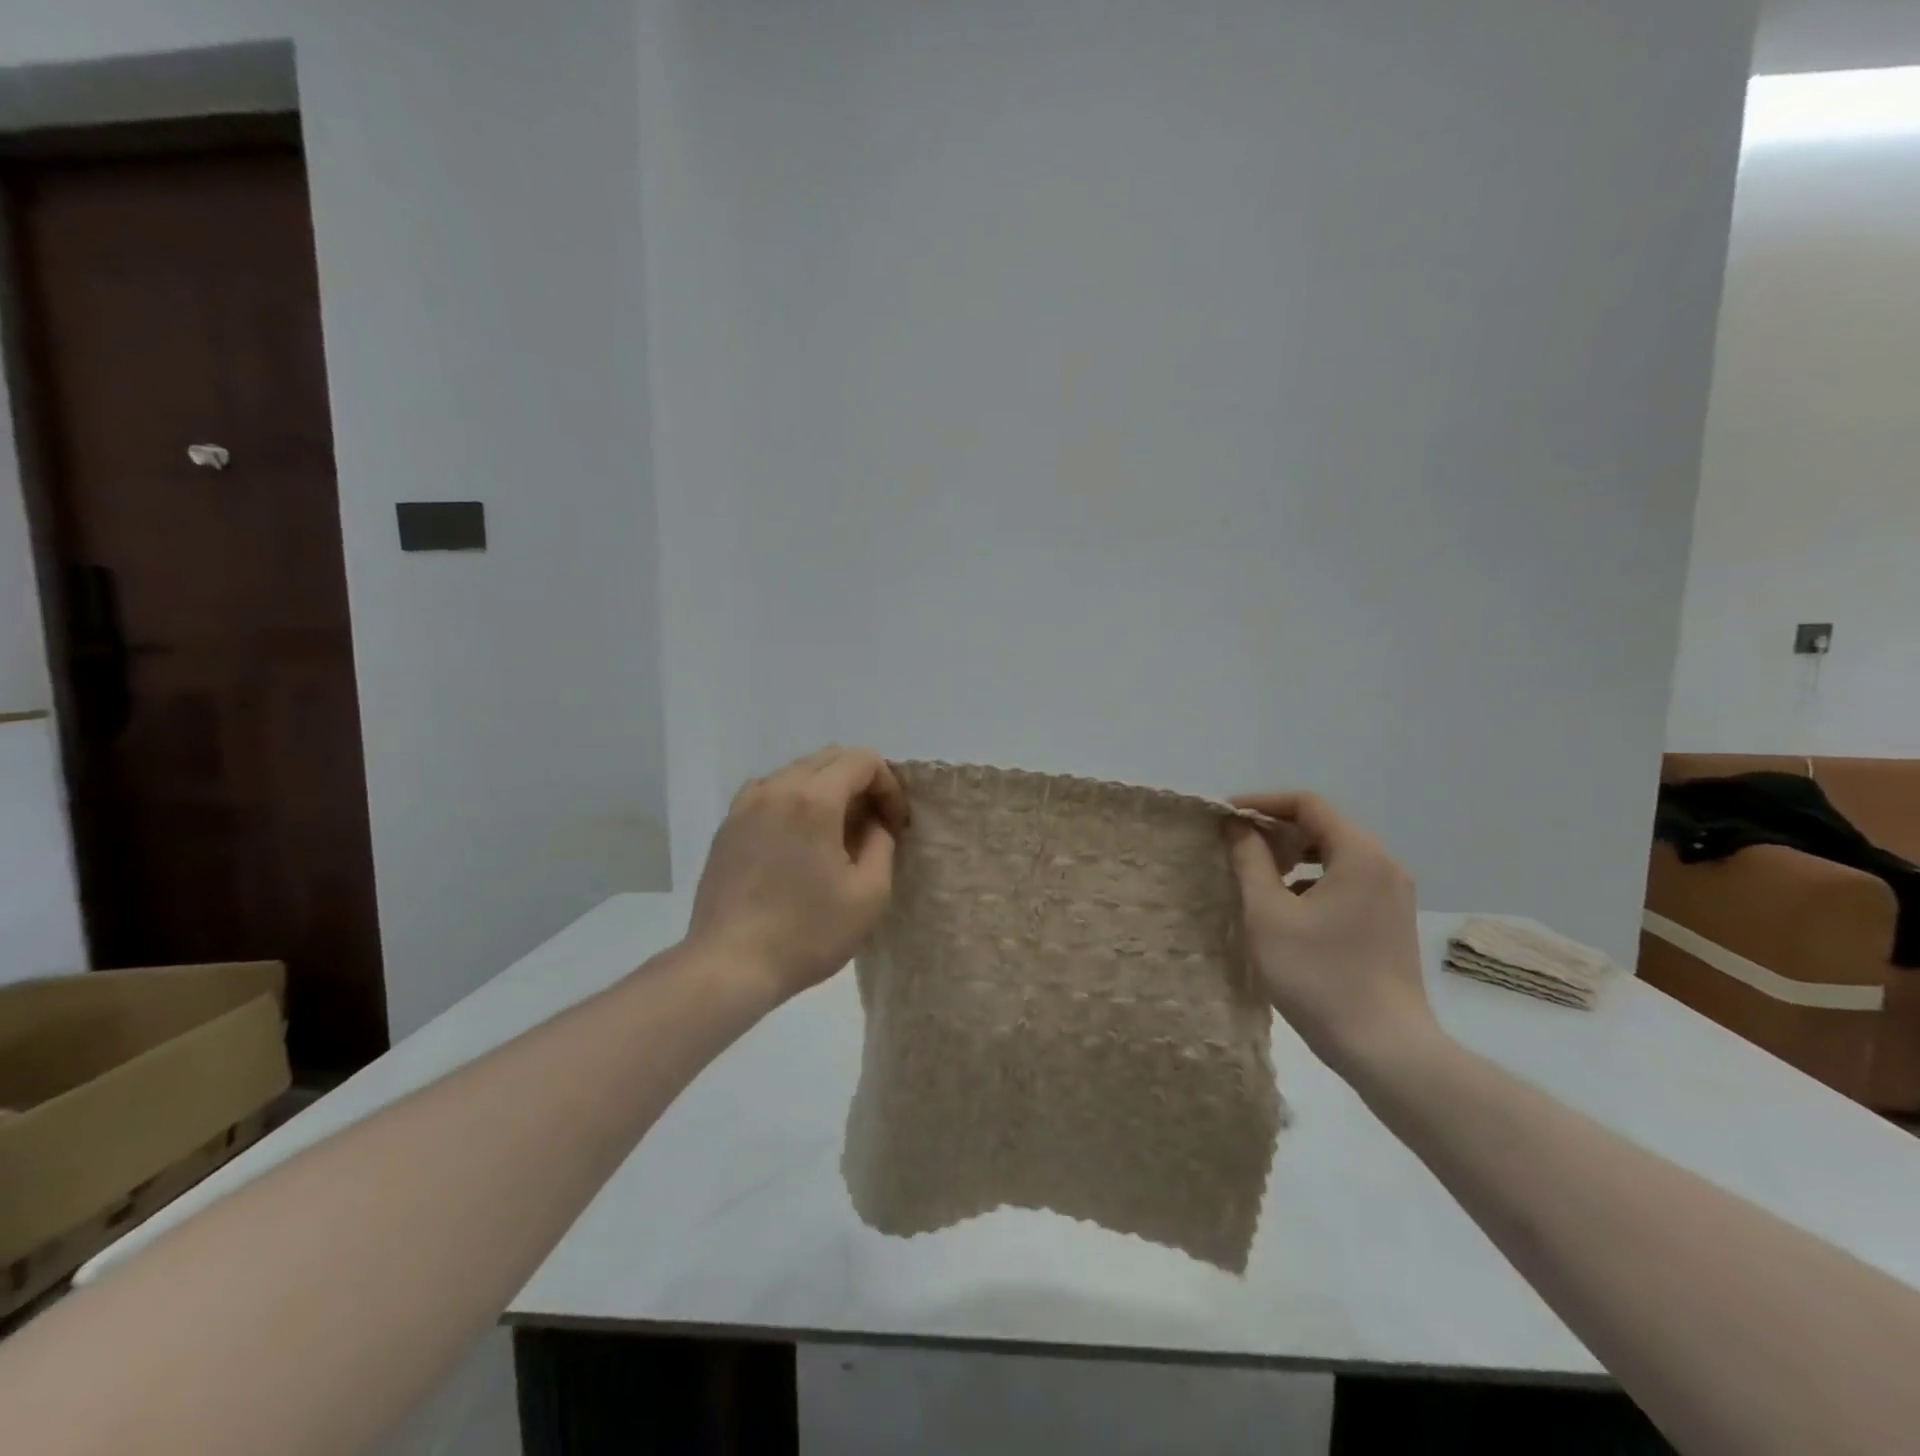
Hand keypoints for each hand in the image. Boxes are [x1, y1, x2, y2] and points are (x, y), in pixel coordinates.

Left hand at [688, 746, 910, 1004]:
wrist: (729, 965)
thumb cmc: (808, 932)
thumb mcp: (870, 894)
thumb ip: (882, 844)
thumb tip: (874, 823)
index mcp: (814, 799)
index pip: (863, 760)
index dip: (889, 785)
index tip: (894, 824)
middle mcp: (776, 788)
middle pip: (830, 758)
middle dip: (861, 782)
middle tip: (873, 824)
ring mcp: (745, 805)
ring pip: (797, 772)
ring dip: (826, 789)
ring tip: (835, 832)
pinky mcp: (727, 826)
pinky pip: (769, 792)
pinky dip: (793, 801)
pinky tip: (797, 840)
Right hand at [1224, 792, 1440, 1077]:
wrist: (1383, 1048)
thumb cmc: (1318, 975)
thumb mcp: (1268, 914)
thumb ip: (1249, 861)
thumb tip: (1236, 826)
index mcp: (1360, 855)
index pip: (1308, 804)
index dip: (1262, 803)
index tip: (1225, 817)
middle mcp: (1384, 865)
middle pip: (1324, 826)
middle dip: (1275, 829)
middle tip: (1235, 846)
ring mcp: (1392, 895)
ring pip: (1335, 854)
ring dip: (1292, 855)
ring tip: (1255, 874)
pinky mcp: (1390, 921)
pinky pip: (1346, 880)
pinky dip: (1312, 879)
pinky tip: (1286, 906)